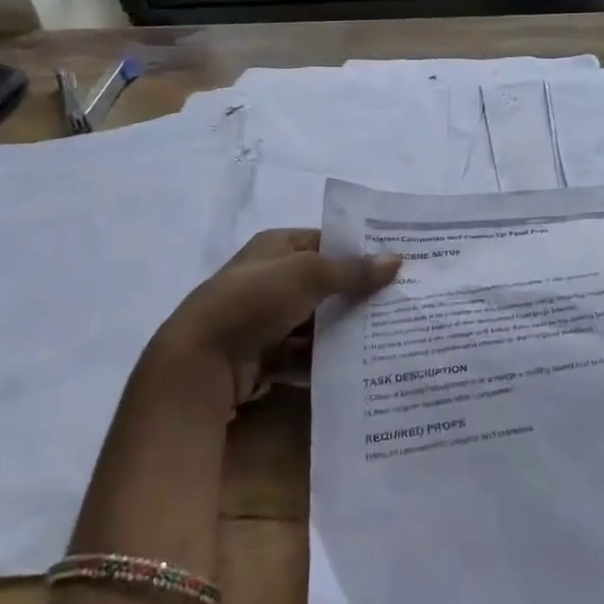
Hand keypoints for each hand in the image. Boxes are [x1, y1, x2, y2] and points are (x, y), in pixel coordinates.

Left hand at [151, 229, 400, 410]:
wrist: (203, 360)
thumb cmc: (254, 301)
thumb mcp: (308, 274)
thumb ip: (353, 270)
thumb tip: (398, 260)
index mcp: (275, 246)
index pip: (325, 240)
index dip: (358, 249)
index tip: (396, 262)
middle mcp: (271, 278)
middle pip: (325, 282)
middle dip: (357, 292)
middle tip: (400, 301)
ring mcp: (268, 318)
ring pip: (318, 320)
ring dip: (345, 327)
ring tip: (388, 334)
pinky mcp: (267, 354)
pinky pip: (307, 352)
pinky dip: (328, 356)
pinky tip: (358, 362)